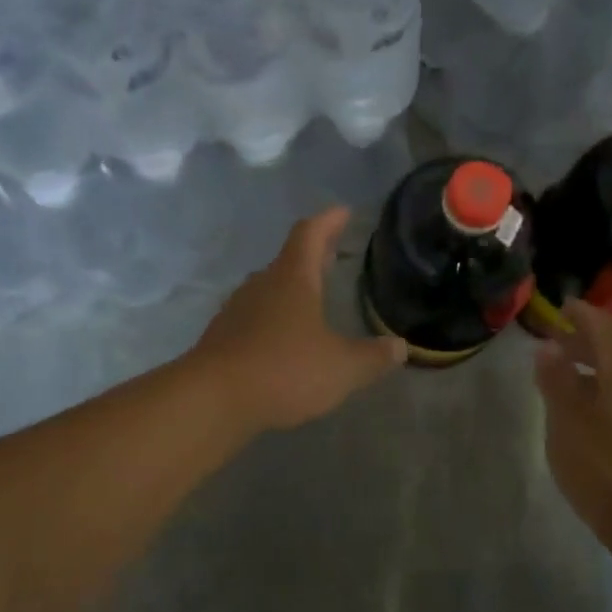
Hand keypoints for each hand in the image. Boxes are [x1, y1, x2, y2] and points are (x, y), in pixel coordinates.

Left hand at [192, 207, 406, 432]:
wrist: (212, 400)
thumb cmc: (284, 370)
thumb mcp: (341, 368)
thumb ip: (372, 357)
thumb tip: (399, 347)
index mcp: (293, 279)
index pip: (310, 234)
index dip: (329, 221)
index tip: (343, 212)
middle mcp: (262, 285)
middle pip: (289, 259)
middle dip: (313, 255)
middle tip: (333, 254)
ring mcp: (237, 310)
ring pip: (269, 289)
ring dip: (291, 288)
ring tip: (312, 298)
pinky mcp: (222, 337)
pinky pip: (254, 317)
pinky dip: (274, 319)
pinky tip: (284, 339)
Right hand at [533, 301, 611, 569]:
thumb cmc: (608, 470)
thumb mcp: (567, 423)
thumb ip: (557, 381)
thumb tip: (549, 347)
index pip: (604, 327)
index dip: (582, 313)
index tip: (562, 307)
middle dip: (586, 343)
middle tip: (556, 344)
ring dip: (596, 373)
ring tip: (568, 383)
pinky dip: (608, 396)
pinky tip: (593, 420)